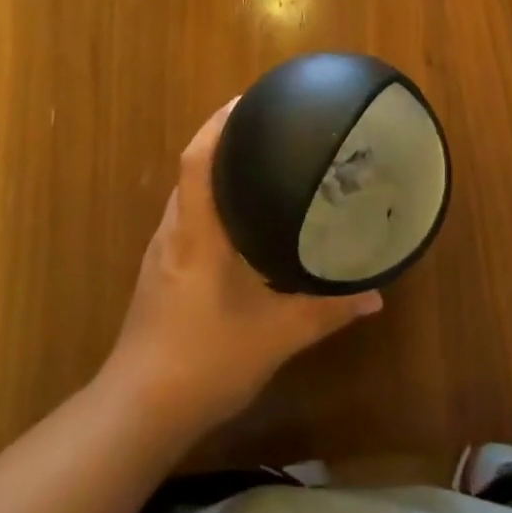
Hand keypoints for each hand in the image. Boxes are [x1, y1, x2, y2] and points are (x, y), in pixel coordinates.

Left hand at [104, 98, 383, 436]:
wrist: (135, 413)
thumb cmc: (203, 361)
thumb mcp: (275, 336)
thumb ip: (326, 312)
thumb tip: (376, 295)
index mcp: (197, 232)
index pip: (198, 159)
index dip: (219, 123)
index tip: (247, 99)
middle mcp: (173, 232)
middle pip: (191, 169)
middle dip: (222, 141)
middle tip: (267, 130)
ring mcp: (161, 253)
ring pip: (186, 196)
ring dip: (214, 173)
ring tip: (257, 166)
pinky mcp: (158, 275)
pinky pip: (185, 220)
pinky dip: (208, 204)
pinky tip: (236, 224)